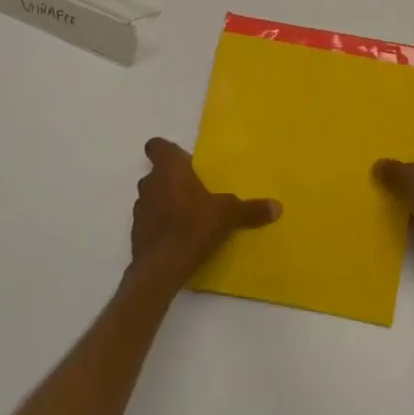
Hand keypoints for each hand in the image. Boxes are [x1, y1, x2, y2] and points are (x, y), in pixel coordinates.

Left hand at [132, 138, 280, 287]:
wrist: (161, 267)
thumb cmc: (193, 226)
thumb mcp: (228, 216)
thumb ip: (250, 209)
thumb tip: (277, 207)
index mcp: (170, 169)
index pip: (156, 146)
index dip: (165, 150)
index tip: (180, 160)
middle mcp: (150, 183)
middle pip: (156, 173)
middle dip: (171, 179)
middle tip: (194, 190)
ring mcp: (140, 209)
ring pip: (152, 197)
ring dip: (164, 202)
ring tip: (187, 215)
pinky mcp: (136, 233)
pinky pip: (149, 220)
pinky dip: (159, 224)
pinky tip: (177, 237)